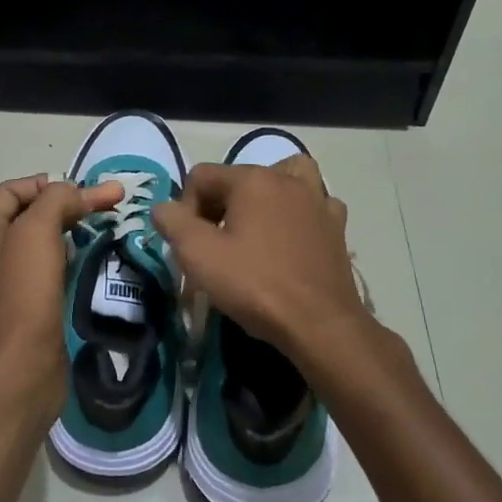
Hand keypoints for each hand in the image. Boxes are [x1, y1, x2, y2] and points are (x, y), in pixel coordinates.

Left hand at [0, 174, 122, 421]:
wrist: (21, 371)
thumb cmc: (23, 295)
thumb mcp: (36, 232)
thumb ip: (57, 200)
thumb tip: (79, 192)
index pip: (12, 190)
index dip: (47, 183)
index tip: (85, 192)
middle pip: (29, 215)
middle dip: (66, 206)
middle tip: (106, 206)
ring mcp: (9, 284)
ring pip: (43, 245)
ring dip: (73, 233)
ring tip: (106, 229)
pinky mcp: (30, 309)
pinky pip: (51, 273)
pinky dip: (73, 262)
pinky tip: (95, 262)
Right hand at [153, 155, 372, 363]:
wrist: (319, 324)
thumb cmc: (254, 285)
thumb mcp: (198, 254)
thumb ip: (172, 221)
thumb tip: (164, 208)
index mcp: (252, 179)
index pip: (200, 177)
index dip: (185, 209)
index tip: (190, 245)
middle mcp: (287, 179)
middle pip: (237, 179)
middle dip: (219, 207)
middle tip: (215, 246)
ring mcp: (317, 200)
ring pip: (283, 180)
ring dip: (263, 198)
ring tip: (255, 227)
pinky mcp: (336, 226)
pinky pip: (312, 204)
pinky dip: (298, 213)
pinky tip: (290, 237)